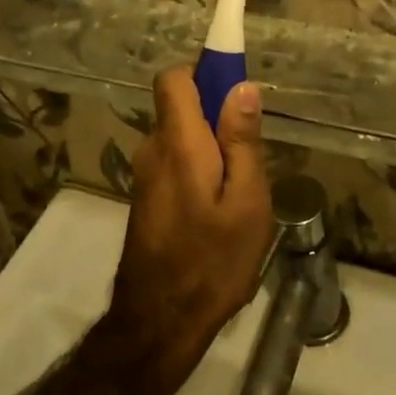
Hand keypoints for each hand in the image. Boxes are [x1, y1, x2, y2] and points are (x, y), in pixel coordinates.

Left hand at [101, 69, 271, 391]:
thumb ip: (242, 141)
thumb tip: (242, 87)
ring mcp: (145, 175)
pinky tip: (218, 213)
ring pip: (181, 137)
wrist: (158, 323)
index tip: (235, 87)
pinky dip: (198, 169)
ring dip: (210, 149)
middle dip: (216, 116)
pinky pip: (175, 162)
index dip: (203, 70)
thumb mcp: (246, 203)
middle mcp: (153, 149)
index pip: (173, 78)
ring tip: (239, 195)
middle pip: (180, 106)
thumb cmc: (212, 262)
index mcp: (178, 143)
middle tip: (250, 157)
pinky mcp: (145, 197)